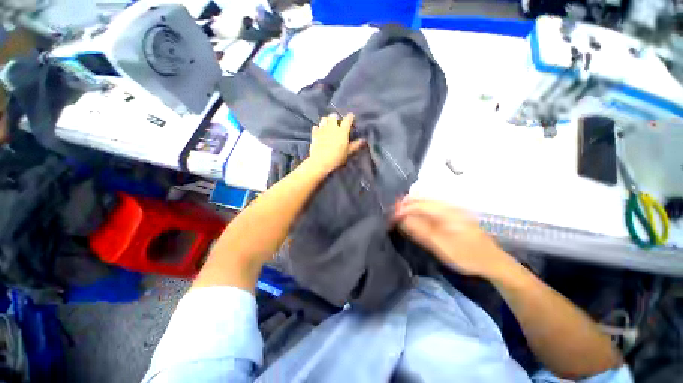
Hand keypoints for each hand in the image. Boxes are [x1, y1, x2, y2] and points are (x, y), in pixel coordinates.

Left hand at [308, 113, 364, 173]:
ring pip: (323, 119)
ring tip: (327, 125)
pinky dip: (317, 128)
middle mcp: (332, 127)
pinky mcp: (314, 134)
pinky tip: (319, 131)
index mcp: (342, 131)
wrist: (320, 160)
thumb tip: (364, 140)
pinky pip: (315, 127)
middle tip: (337, 122)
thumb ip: (355, 145)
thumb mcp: (348, 152)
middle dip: (335, 117)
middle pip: (333, 116)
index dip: (350, 117)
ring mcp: (322, 129)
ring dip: (326, 120)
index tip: (351, 116)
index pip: (348, 120)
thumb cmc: (337, 157)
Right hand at [394, 198, 515, 278]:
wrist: (493, 261)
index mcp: (447, 212)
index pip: (418, 205)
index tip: (391, 217)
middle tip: (392, 215)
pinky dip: (419, 210)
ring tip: (400, 216)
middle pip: (421, 200)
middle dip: (405, 205)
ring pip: (425, 202)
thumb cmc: (467, 256)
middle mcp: (448, 206)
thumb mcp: (442, 246)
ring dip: (411, 207)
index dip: (403, 209)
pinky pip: (431, 207)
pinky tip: (414, 217)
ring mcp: (451, 209)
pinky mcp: (452, 214)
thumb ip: (421, 231)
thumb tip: (402, 219)